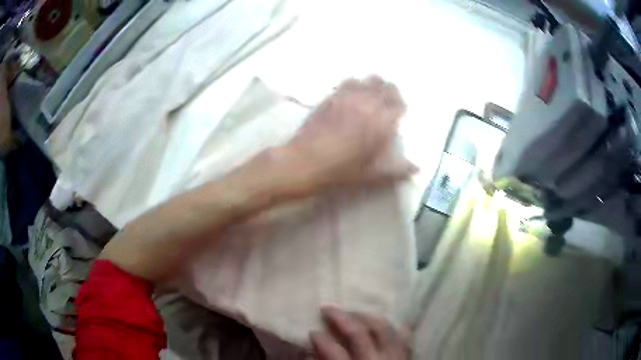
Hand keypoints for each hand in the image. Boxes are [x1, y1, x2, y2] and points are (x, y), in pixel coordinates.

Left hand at [281, 76, 415, 195]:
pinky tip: (350, 95)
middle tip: (386, 102)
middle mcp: (368, 103)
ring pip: (366, 80)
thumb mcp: (373, 174)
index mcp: (382, 121)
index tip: (398, 112)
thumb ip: (397, 169)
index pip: (399, 103)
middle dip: (389, 91)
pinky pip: (347, 82)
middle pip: (385, 86)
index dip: (400, 106)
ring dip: (372, 85)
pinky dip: (354, 85)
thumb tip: (417, 168)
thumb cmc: (342, 170)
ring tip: (369, 96)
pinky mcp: (331, 96)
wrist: (306, 162)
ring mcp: (348, 97)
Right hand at [310, 307, 409, 359]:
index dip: (320, 339)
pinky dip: (396, 328)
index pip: (334, 351)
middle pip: (359, 334)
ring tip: (353, 312)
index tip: (312, 332)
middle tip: (327, 308)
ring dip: (366, 317)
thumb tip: (311, 356)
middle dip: (341, 318)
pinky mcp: (408, 358)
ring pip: (383, 328)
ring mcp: (396, 357)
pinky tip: (386, 323)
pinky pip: (406, 337)